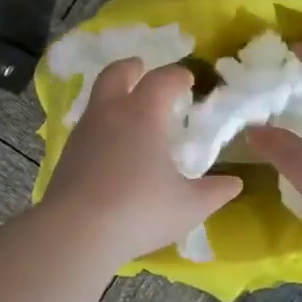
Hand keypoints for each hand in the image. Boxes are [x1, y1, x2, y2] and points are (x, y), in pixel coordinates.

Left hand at [42, 59, 242, 268]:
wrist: (75, 232)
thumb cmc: (140, 210)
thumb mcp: (188, 206)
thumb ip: (214, 192)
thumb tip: (235, 183)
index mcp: (143, 114)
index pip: (161, 79)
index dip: (177, 75)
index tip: (187, 80)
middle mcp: (110, 113)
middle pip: (116, 73)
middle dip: (132, 68)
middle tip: (143, 71)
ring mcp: (84, 133)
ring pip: (98, 99)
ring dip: (114, 97)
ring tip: (131, 115)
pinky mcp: (67, 155)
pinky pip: (88, 127)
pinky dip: (103, 126)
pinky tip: (112, 149)